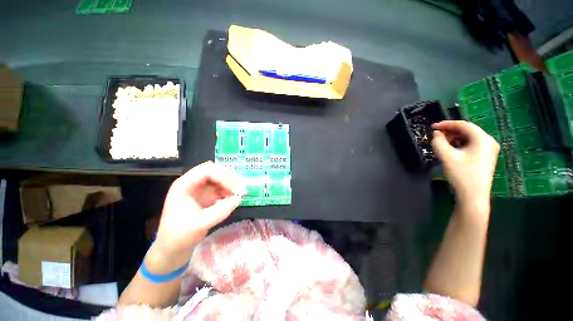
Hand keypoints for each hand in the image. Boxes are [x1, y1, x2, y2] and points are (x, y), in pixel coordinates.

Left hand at [155, 161, 245, 255]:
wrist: (173, 246)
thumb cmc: (181, 235)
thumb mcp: (201, 223)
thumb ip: (221, 210)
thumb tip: (239, 198)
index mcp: (184, 185)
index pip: (207, 171)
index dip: (224, 176)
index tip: (236, 188)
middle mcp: (192, 182)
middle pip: (214, 170)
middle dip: (229, 178)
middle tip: (241, 189)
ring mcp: (200, 188)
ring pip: (219, 177)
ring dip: (231, 183)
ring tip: (240, 194)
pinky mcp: (206, 194)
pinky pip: (221, 186)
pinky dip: (229, 190)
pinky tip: (234, 197)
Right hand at [431, 121, 499, 209]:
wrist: (473, 196)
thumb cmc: (461, 174)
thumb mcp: (446, 156)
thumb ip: (438, 142)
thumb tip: (436, 134)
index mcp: (482, 139)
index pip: (463, 125)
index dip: (446, 124)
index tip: (432, 126)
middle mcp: (489, 142)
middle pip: (468, 130)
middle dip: (450, 131)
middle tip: (436, 135)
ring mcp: (489, 150)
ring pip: (469, 138)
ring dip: (454, 138)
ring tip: (441, 142)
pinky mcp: (486, 157)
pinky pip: (472, 145)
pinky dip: (460, 144)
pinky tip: (451, 149)